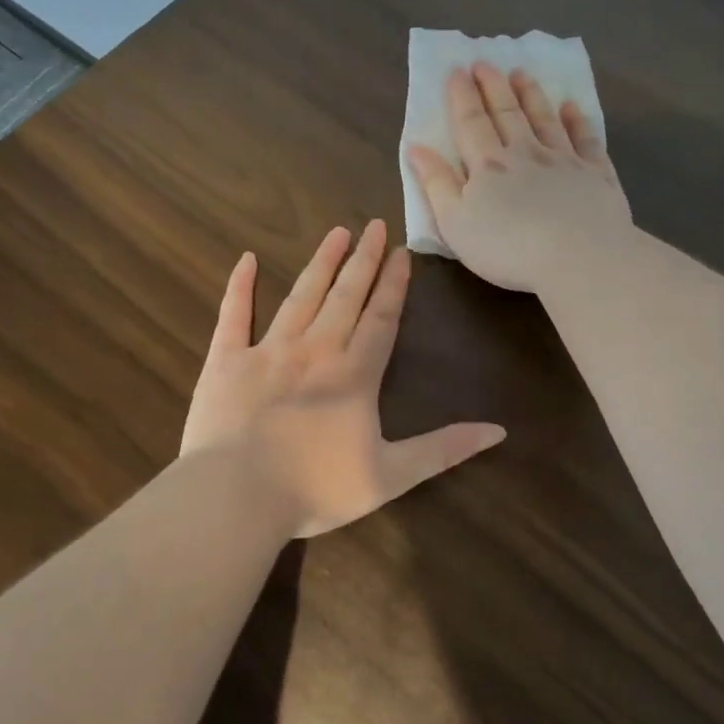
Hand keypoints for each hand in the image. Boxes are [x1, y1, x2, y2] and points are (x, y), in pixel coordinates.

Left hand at [180, 220, 505, 537]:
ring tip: (336, 232)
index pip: (381, 319)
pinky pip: (233, 315)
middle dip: (363, 260)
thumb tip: (498, 430)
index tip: (402, 253)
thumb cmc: (315, 490)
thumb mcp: (391, 476)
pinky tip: (245, 259)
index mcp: (354, 375)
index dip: (394, 286)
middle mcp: (315, 351)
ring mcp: (267, 351)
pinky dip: (239, 286)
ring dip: (320, 263)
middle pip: (345, 297)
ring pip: (300, 296)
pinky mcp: (225, 361)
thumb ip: (443, 450)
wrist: (236, 498)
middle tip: (374, 225)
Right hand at [407, 63, 631, 293]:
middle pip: (507, 113)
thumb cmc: (507, 248)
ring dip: (531, 95)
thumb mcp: (455, 223)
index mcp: (488, 166)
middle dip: (493, 87)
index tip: (457, 70)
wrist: (578, 256)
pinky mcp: (595, 174)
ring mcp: (564, 160)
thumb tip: (417, 147)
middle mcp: (525, 153)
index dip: (462, 97)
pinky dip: (577, 120)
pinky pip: (584, 139)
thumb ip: (436, 184)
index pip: (471, 123)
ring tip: (522, 73)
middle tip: (485, 62)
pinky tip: (571, 107)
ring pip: (544, 119)